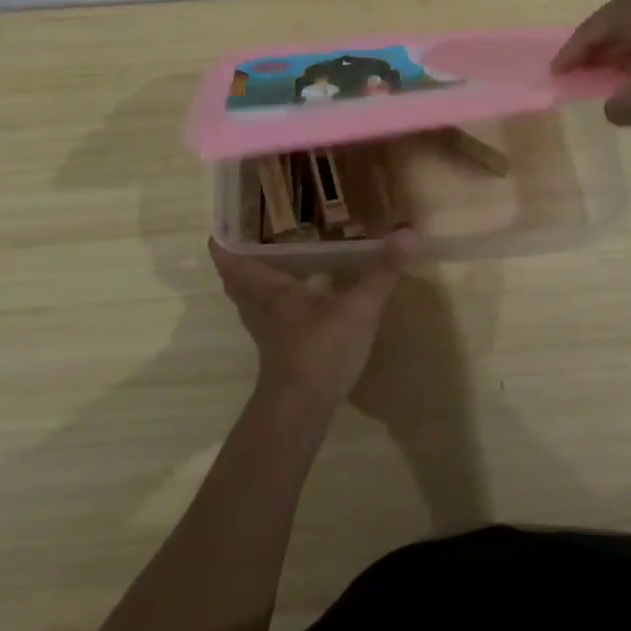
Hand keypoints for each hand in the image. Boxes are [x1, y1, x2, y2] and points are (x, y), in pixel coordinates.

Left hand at [209, 232, 416, 414]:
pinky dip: (271, 302)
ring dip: (252, 281)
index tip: (222, 220)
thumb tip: (408, 231)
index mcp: (270, 288)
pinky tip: (296, 299)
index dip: (223, 240)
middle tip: (248, 234)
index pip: (232, 259)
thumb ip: (382, 271)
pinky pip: (266, 317)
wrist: (302, 411)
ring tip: (270, 259)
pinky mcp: (278, 352)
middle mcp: (260, 307)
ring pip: (249, 300)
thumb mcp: (359, 308)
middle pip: (236, 279)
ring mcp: (266, 332)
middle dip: (237, 258)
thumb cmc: (321, 349)